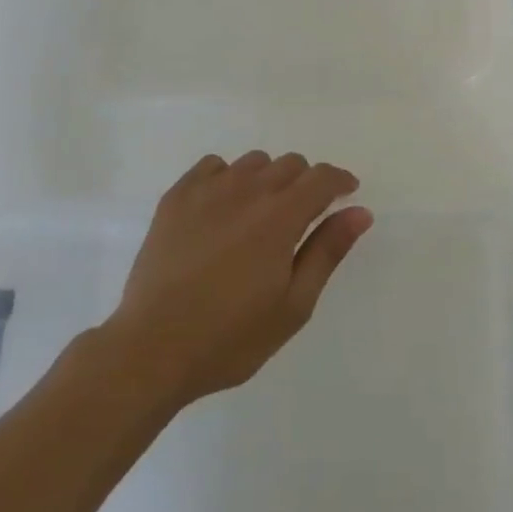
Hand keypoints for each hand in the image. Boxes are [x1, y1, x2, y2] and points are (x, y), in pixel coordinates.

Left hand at [101, 152, 372, 408]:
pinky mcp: (176, 196)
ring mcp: (207, 189)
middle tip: (303, 217)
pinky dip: (227, 177)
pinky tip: (222, 208)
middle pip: (290, 164)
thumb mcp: (293, 305)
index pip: (321, 178)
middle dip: (306, 183)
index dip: (340, 181)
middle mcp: (247, 189)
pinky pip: (213, 166)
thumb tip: (360, 212)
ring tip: (261, 215)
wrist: (152, 349)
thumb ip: (327, 251)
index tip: (347, 194)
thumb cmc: (230, 337)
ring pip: (253, 162)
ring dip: (268, 179)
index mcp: (280, 216)